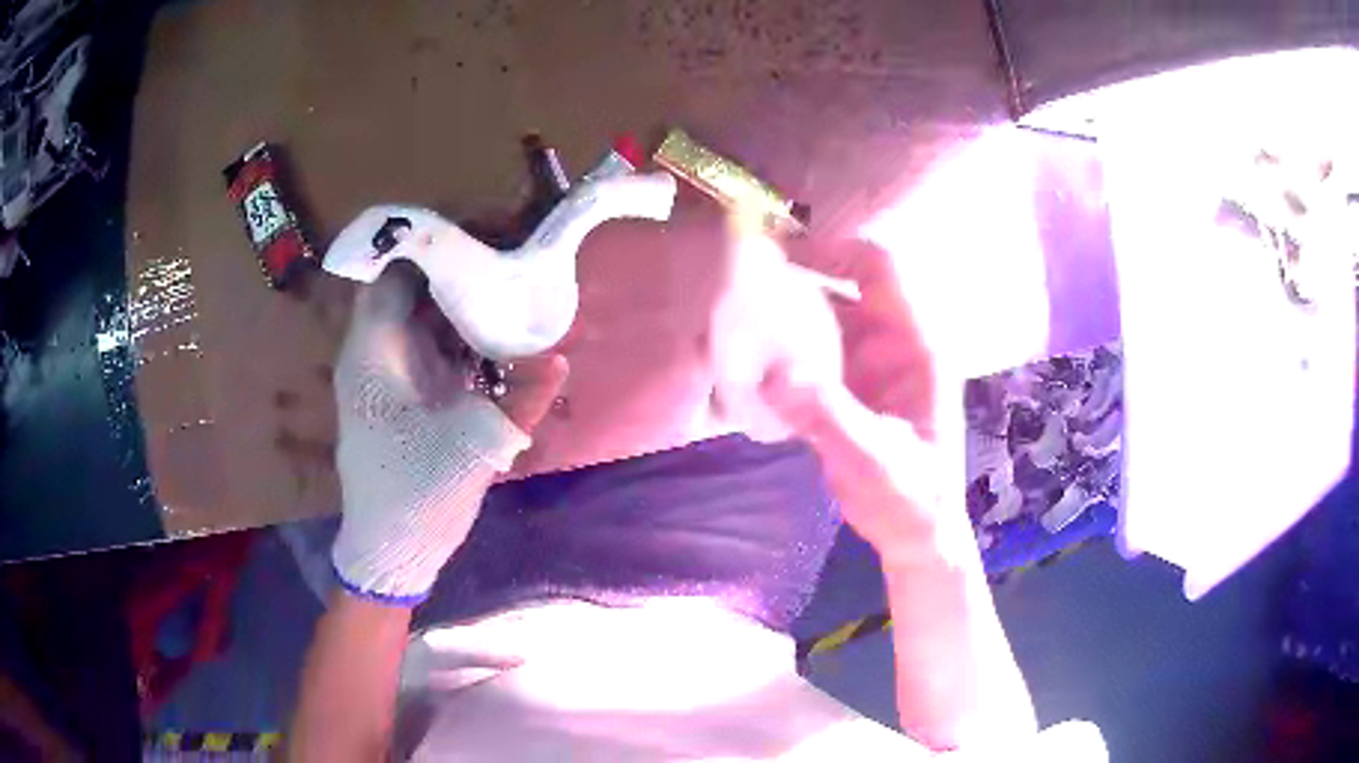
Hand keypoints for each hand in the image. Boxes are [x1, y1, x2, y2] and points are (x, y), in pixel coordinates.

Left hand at [331, 264, 567, 603]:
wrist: (392, 550)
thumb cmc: (415, 496)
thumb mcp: (471, 448)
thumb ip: (518, 401)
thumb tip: (558, 357)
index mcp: (376, 355)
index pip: (396, 276)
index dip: (434, 248)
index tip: (485, 233)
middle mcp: (381, 355)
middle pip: (415, 292)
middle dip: (459, 271)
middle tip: (511, 257)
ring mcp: (394, 375)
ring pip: (426, 319)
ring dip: (463, 304)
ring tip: (513, 286)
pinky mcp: (409, 396)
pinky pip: (434, 349)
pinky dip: (462, 338)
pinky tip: (498, 336)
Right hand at [760, 238, 964, 562]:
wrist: (917, 536)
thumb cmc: (909, 498)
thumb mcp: (873, 461)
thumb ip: (828, 416)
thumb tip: (772, 370)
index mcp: (915, 345)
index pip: (879, 269)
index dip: (833, 250)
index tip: (780, 255)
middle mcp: (892, 344)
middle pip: (843, 288)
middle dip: (797, 281)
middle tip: (741, 286)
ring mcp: (869, 367)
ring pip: (823, 320)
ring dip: (784, 317)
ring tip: (735, 321)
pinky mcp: (848, 391)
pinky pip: (811, 354)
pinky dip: (781, 351)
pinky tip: (747, 364)